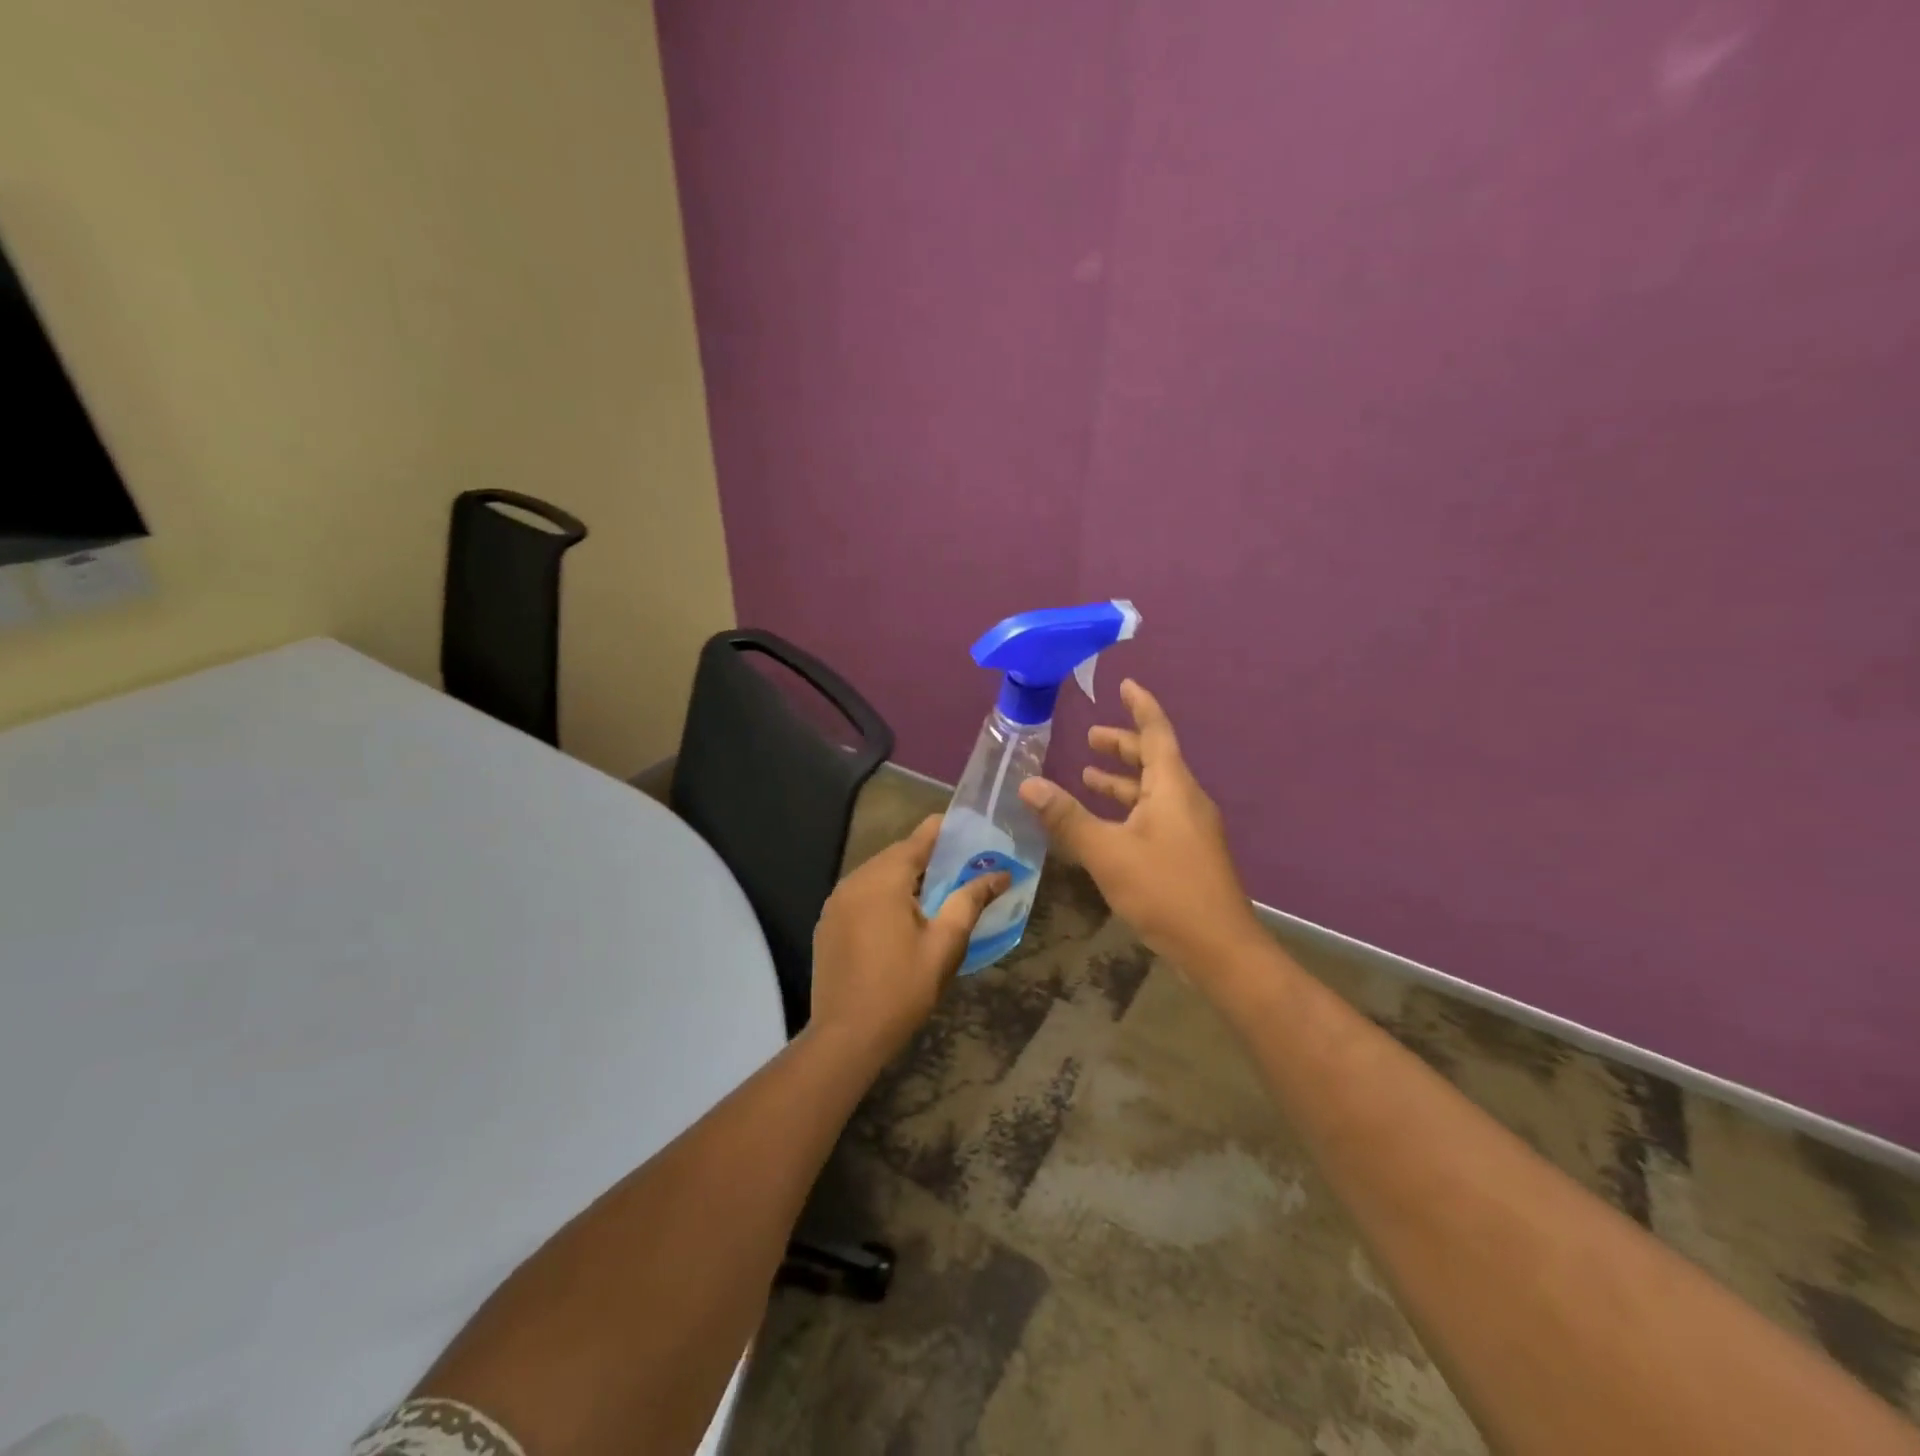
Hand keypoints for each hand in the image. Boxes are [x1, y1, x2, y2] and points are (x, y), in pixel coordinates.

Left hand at [809, 814, 1007, 1056]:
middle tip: (961, 866)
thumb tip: (1000, 874)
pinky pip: (861, 894)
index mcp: (883, 879)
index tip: (971, 830)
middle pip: (897, 855)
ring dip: (905, 877)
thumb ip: (970, 901)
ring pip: (877, 874)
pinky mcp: (828, 923)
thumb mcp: (945, 944)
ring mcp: (836, 901)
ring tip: (936, 891)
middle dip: (928, 857)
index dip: (945, 831)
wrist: (846, 1037)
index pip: (919, 838)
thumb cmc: (902, 989)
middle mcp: (854, 880)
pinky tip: (901, 917)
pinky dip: (883, 895)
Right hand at [1019, 679, 1264, 980]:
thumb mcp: (1108, 852)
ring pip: (1154, 790)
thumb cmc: (1165, 890)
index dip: (1141, 706)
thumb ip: (1067, 818)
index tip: (1124, 685)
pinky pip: (1155, 814)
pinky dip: (1129, 808)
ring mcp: (1190, 828)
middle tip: (1091, 736)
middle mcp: (1185, 799)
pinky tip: (1106, 825)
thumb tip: (1029, 784)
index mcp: (1172, 787)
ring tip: (1088, 777)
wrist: (1220, 949)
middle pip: (1154, 759)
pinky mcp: (1188, 853)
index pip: (1156, 732)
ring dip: (1122, 780)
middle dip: (1123, 745)